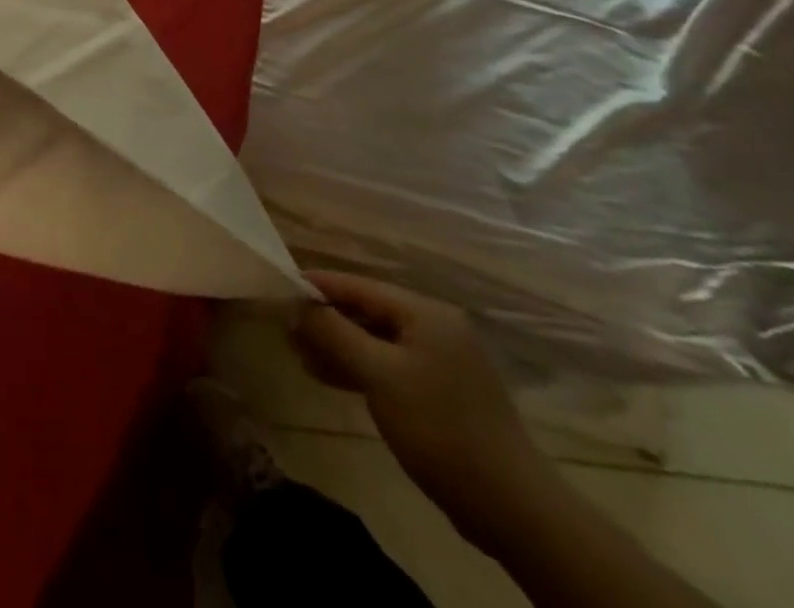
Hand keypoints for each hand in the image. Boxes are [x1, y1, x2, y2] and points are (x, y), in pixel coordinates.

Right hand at [292, 272, 551, 549]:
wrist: (513, 509)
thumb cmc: (441, 430)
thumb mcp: (379, 376)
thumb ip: (335, 333)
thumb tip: (298, 304)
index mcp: (425, 313)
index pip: (358, 285)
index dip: (317, 286)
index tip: (279, 292)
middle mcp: (435, 326)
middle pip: (367, 311)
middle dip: (326, 320)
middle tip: (287, 333)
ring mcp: (442, 360)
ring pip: (376, 339)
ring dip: (339, 346)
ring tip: (302, 357)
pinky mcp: (442, 391)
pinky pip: (390, 364)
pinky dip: (360, 367)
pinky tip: (332, 377)